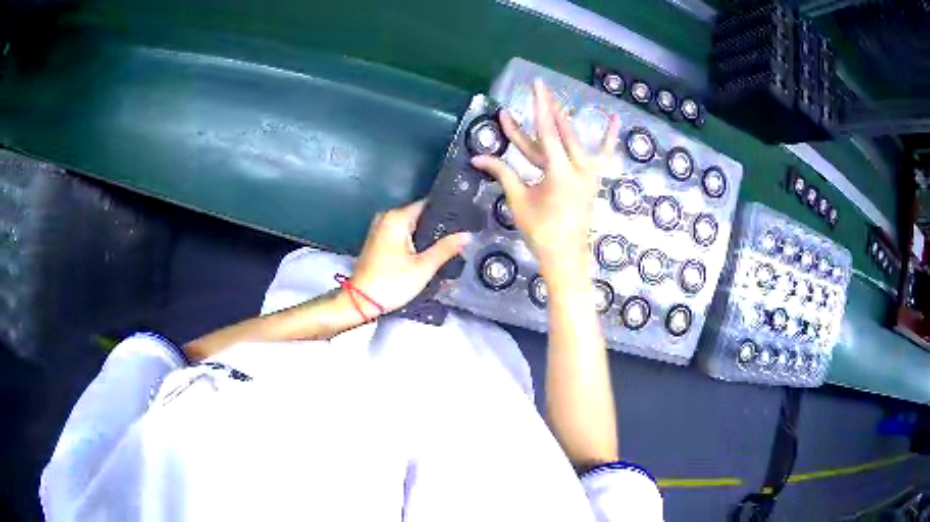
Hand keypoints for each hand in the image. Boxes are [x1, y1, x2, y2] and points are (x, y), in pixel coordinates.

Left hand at [350, 201, 470, 314]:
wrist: (360, 301)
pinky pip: (401, 235)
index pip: (427, 205)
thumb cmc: (392, 282)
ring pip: (410, 227)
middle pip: (419, 216)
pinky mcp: (377, 242)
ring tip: (447, 247)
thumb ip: (445, 249)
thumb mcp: (423, 267)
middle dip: (437, 227)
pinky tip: (427, 253)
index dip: (446, 213)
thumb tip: (467, 235)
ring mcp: (379, 229)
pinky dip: (414, 242)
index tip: (463, 222)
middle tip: (458, 239)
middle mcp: (386, 217)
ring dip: (426, 236)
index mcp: (397, 217)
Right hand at [471, 80, 619, 274]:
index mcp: (559, 172)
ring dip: (565, 120)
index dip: (539, 106)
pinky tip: (615, 119)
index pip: (546, 131)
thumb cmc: (540, 230)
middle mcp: (578, 167)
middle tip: (541, 87)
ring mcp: (590, 173)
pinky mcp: (594, 179)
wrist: (565, 255)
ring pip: (576, 140)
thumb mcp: (519, 199)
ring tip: (559, 100)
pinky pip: (604, 154)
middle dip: (549, 108)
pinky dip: (609, 137)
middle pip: (561, 131)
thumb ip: (502, 172)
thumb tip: (477, 156)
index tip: (537, 85)